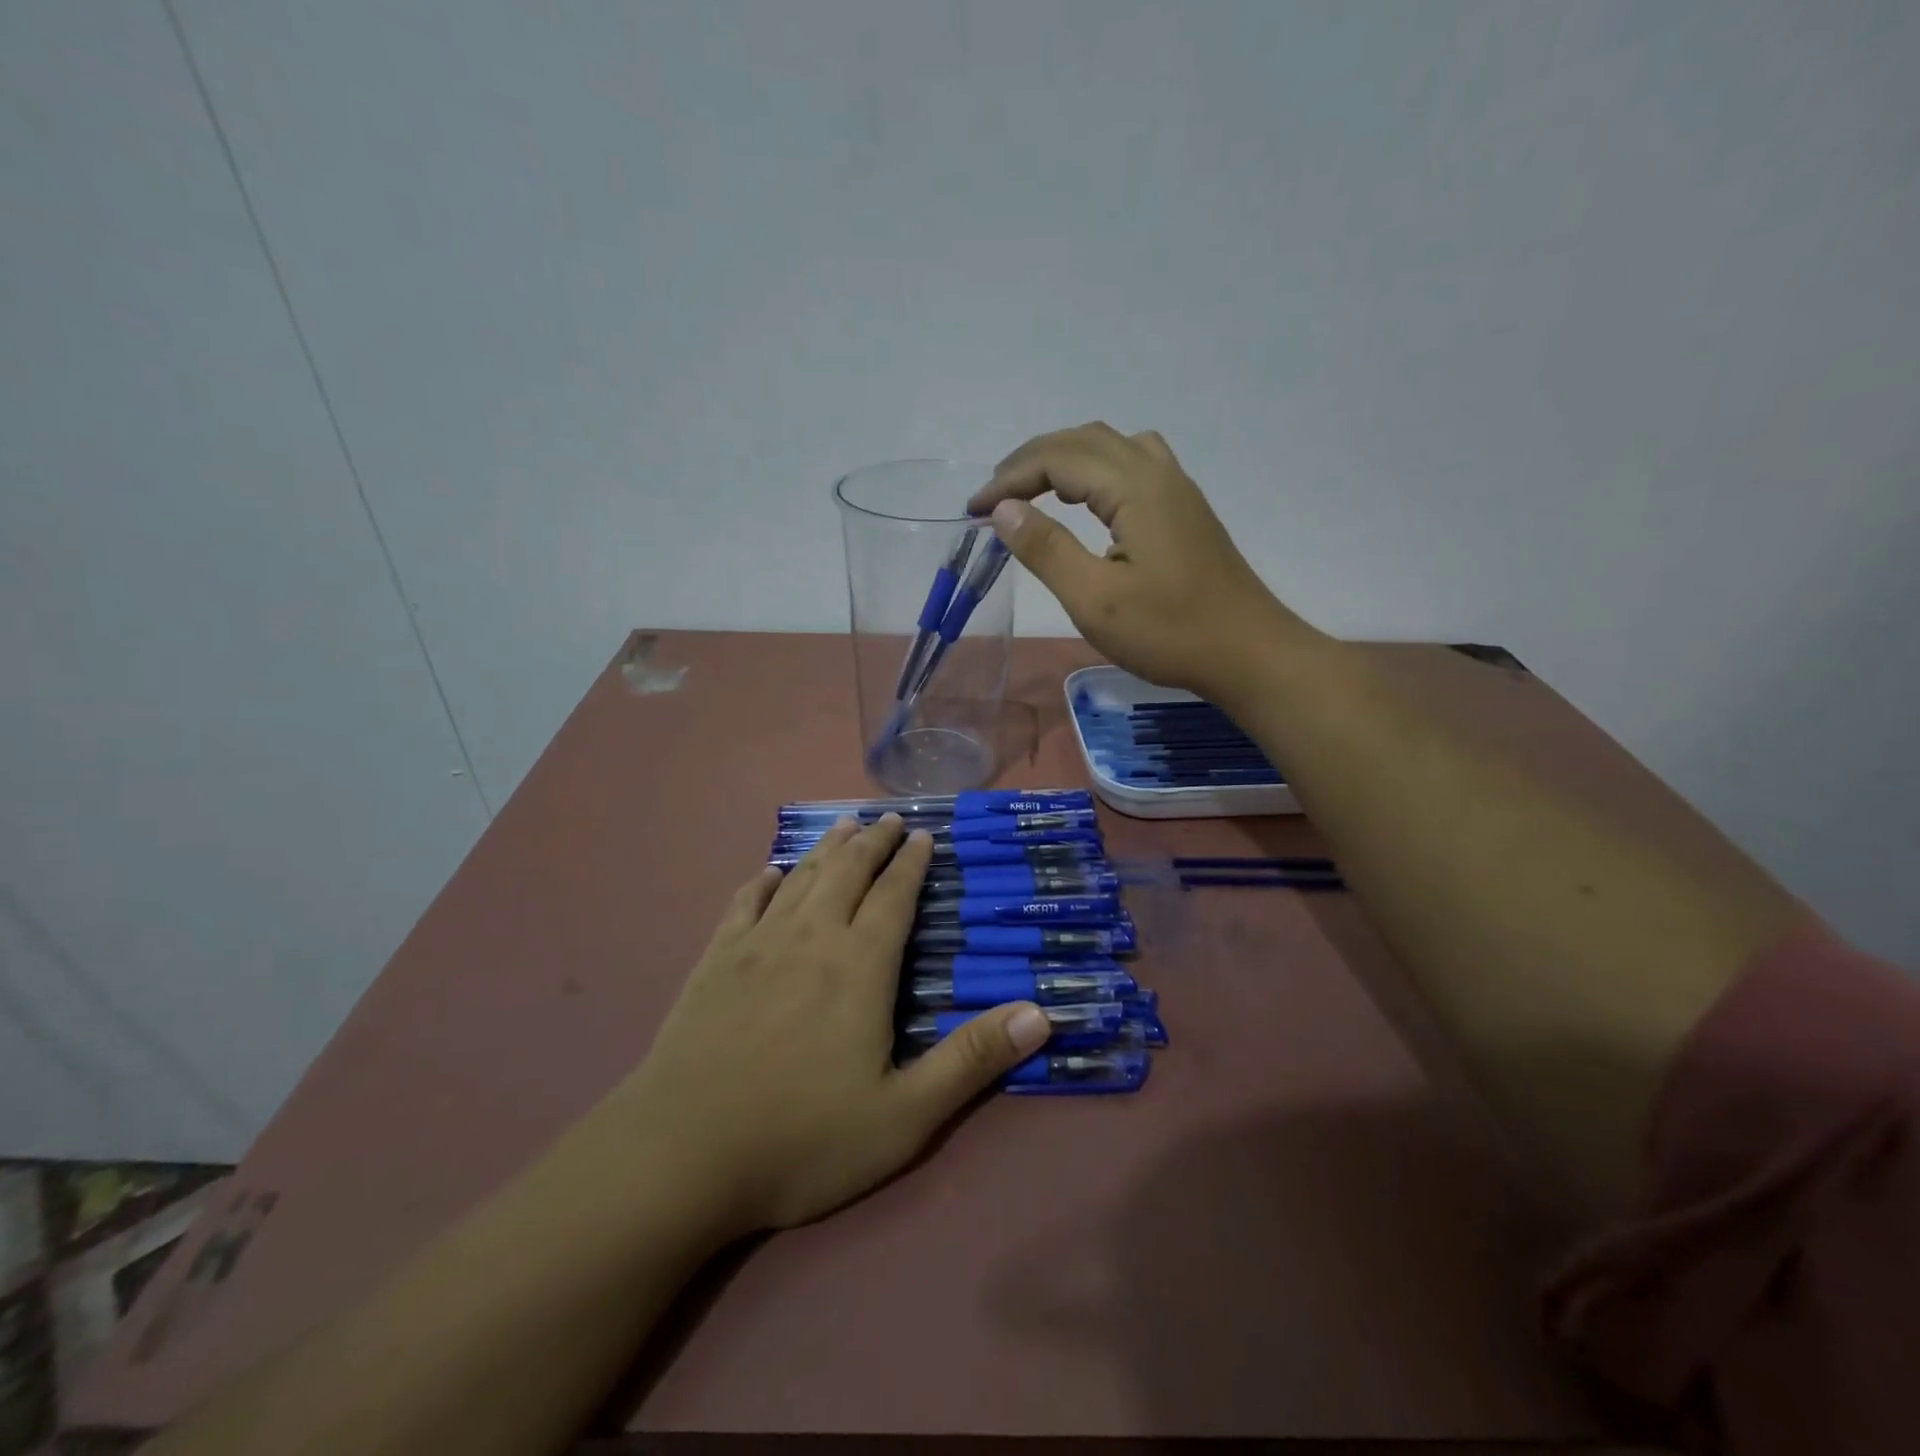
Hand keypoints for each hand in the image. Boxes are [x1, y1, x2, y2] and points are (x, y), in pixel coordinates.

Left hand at [616, 815, 1051, 1235]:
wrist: (680, 1157)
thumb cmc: (802, 1140)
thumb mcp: (904, 1116)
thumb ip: (971, 1060)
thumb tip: (1041, 1013)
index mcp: (859, 966)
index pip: (894, 896)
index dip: (912, 863)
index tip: (924, 835)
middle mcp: (810, 938)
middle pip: (847, 872)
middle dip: (873, 842)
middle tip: (890, 819)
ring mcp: (756, 945)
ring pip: (800, 878)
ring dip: (826, 848)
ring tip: (844, 826)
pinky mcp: (713, 962)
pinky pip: (744, 904)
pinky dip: (763, 881)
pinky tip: (769, 872)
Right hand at [969, 423, 1318, 697]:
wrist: (1247, 653)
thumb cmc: (1169, 632)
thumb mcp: (1095, 599)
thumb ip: (1046, 549)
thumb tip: (1003, 509)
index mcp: (1135, 488)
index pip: (1058, 459)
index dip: (1009, 479)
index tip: (973, 509)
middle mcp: (1158, 473)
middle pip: (1084, 440)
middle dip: (1031, 460)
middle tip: (993, 495)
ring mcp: (1177, 489)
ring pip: (1111, 446)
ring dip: (1065, 457)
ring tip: (1033, 488)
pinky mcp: (1185, 510)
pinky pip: (1132, 464)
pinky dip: (1095, 469)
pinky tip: (1088, 499)